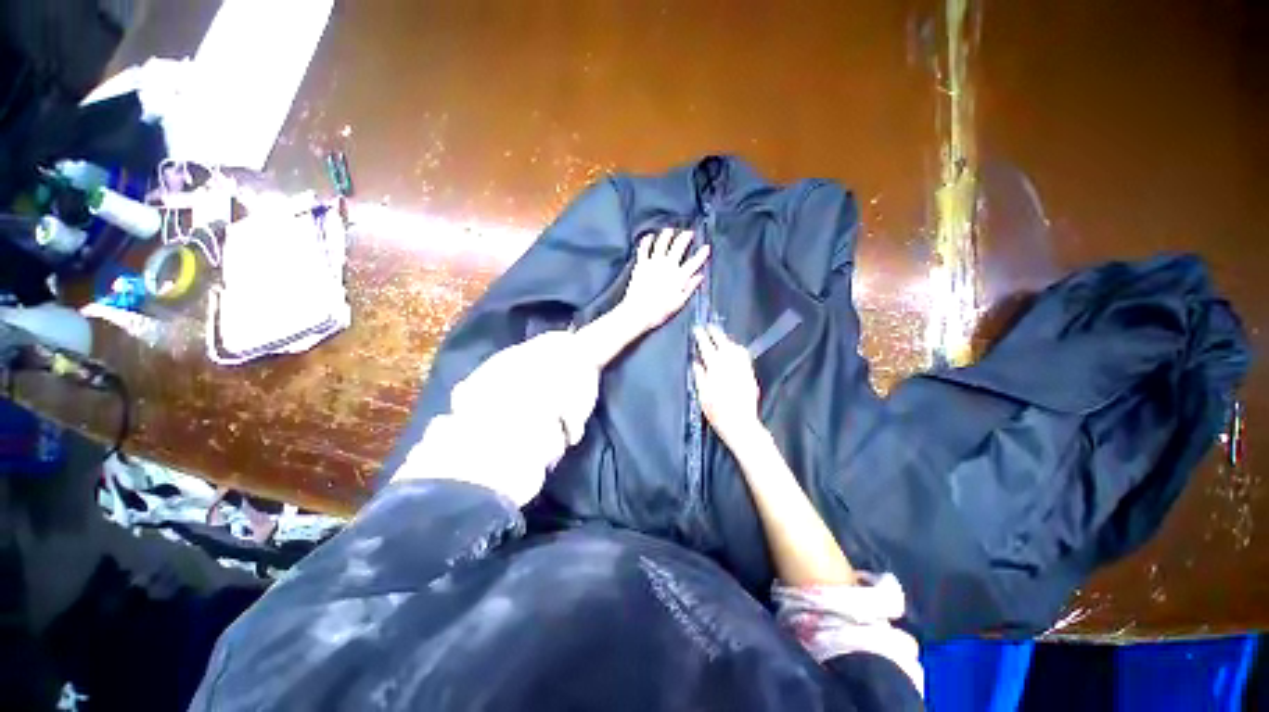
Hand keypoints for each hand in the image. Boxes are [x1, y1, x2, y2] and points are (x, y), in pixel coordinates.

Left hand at [618, 228, 709, 331]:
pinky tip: (649, 236)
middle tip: (688, 232)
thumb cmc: (659, 311)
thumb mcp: (679, 303)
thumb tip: (699, 277)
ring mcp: (653, 264)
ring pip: (661, 243)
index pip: (694, 262)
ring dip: (667, 235)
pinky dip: (647, 241)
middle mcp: (667, 266)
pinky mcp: (641, 265)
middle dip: (685, 237)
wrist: (638, 312)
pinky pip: (644, 249)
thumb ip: (690, 288)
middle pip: (678, 247)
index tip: (706, 247)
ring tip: (670, 230)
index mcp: (679, 277)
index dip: (701, 254)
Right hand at [692, 325, 761, 444]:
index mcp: (715, 368)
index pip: (707, 347)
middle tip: (709, 326)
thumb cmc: (717, 411)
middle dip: (715, 333)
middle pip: (723, 343)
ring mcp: (742, 368)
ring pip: (735, 348)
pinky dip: (737, 349)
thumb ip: (699, 376)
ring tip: (721, 336)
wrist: (740, 424)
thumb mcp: (702, 395)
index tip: (697, 329)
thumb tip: (696, 362)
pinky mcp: (749, 374)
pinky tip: (735, 350)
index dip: (701, 337)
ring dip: (727, 340)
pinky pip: (744, 356)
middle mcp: (730, 365)